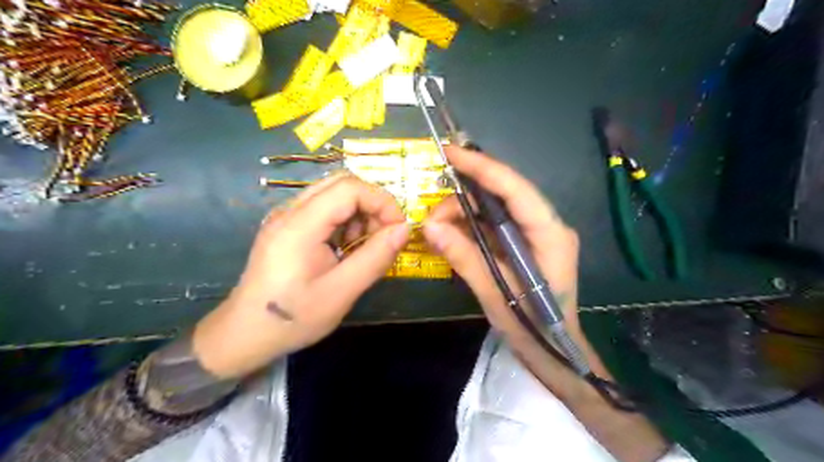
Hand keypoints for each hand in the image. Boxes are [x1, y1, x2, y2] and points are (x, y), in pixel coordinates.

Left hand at [194, 173, 412, 379]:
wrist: (246, 334)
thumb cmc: (294, 318)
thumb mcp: (342, 292)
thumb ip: (375, 257)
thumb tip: (404, 229)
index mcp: (299, 225)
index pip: (349, 188)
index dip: (381, 201)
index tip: (398, 229)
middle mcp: (290, 211)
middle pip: (341, 183)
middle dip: (372, 204)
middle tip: (384, 235)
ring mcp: (286, 217)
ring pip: (334, 193)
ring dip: (359, 212)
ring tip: (365, 245)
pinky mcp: (287, 226)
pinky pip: (324, 208)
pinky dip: (345, 220)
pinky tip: (346, 247)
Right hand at [424, 150, 603, 379]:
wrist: (554, 351)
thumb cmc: (532, 327)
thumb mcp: (494, 293)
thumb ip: (464, 257)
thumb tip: (429, 227)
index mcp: (550, 234)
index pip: (515, 189)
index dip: (482, 167)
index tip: (449, 153)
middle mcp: (547, 225)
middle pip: (503, 195)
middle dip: (464, 198)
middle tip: (432, 215)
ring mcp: (536, 233)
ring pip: (495, 208)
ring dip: (463, 213)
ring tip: (437, 229)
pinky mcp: (525, 243)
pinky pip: (494, 225)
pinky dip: (470, 226)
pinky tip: (450, 234)